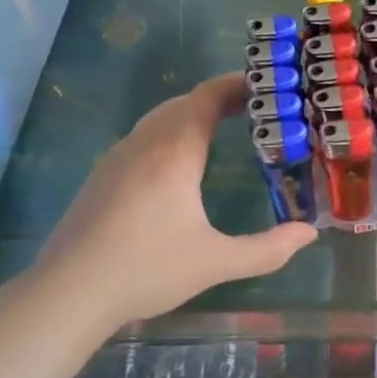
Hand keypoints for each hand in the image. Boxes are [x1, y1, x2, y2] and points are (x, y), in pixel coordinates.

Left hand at [32, 73, 316, 332]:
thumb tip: (310, 233)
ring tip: (223, 128)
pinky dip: (170, 132)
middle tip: (256, 109)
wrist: (66, 293)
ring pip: (159, 118)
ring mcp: (116, 159)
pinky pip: (143, 137)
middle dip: (220, 98)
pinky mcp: (101, 178)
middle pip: (183, 102)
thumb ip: (268, 249)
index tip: (267, 86)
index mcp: (174, 153)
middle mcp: (143, 145)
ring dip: (192, 114)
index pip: (207, 97)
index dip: (237, 85)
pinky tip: (179, 163)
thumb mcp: (216, 262)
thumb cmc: (146, 269)